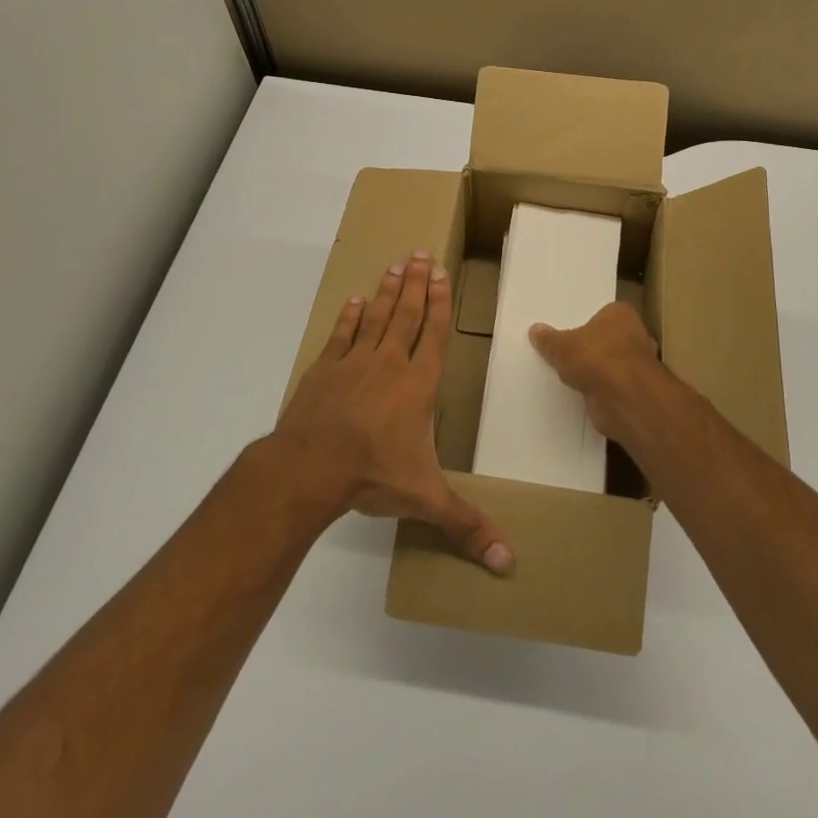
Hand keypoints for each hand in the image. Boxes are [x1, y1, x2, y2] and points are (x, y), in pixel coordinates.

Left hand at [275, 251, 513, 573]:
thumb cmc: (372, 473)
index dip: (440, 303)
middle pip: (407, 314)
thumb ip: (466, 525)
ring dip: (389, 291)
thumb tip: (509, 564)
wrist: (308, 467)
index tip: (441, 274)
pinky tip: (355, 300)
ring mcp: (354, 363)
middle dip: (417, 284)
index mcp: (418, 384)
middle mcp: (390, 363)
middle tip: (420, 254)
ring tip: (396, 265)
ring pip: (377, 317)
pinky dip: (350, 317)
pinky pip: (342, 335)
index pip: (435, 334)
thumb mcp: (425, 499)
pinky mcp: (324, 370)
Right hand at [529, 302, 688, 450]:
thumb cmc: (596, 357)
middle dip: (590, 347)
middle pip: (606, 339)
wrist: (623, 398)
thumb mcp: (561, 346)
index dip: (585, 322)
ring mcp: (636, 364)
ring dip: (594, 371)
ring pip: (608, 364)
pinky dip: (598, 389)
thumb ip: (549, 339)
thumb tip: (535, 330)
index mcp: (621, 314)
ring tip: (566, 374)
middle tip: (562, 352)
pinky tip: (579, 392)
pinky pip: (609, 385)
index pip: (602, 313)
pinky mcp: (632, 390)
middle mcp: (635, 335)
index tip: (566, 330)